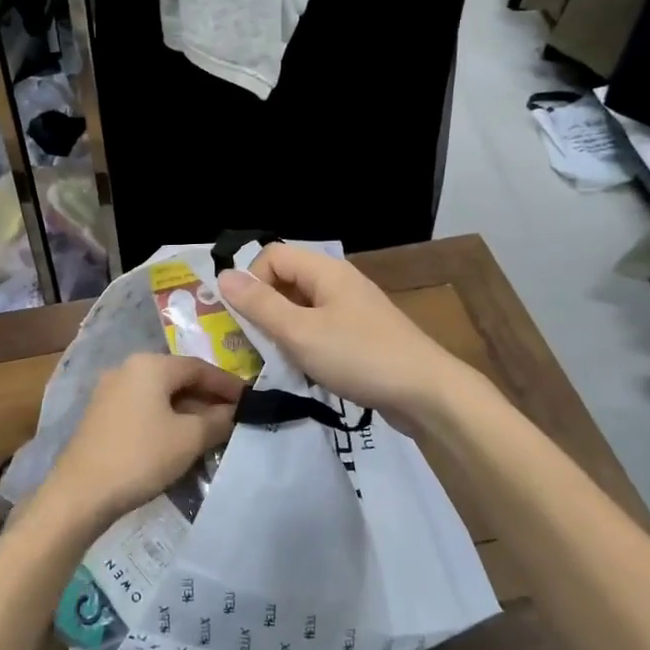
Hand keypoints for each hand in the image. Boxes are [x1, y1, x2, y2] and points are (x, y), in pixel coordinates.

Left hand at [39, 354, 243, 531]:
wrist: (79, 494)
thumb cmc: (140, 457)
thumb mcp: (189, 439)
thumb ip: (218, 420)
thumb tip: (236, 412)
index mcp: (149, 365)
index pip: (199, 367)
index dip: (228, 385)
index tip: (251, 400)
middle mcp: (128, 368)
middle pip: (179, 379)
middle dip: (208, 398)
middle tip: (235, 418)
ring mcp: (110, 392)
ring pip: (161, 395)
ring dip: (188, 411)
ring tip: (213, 432)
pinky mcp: (101, 415)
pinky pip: (144, 408)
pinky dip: (166, 419)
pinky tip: (180, 440)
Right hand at [217, 245, 464, 429]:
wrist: (426, 393)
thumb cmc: (359, 357)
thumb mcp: (300, 333)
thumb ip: (260, 305)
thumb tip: (223, 275)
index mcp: (325, 271)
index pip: (272, 256)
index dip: (252, 282)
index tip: (246, 320)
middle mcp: (339, 282)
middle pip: (287, 280)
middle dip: (264, 309)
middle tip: (254, 345)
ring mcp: (353, 308)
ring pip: (302, 308)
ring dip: (283, 331)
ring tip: (278, 361)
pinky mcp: (362, 334)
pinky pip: (321, 328)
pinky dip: (305, 344)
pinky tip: (305, 370)